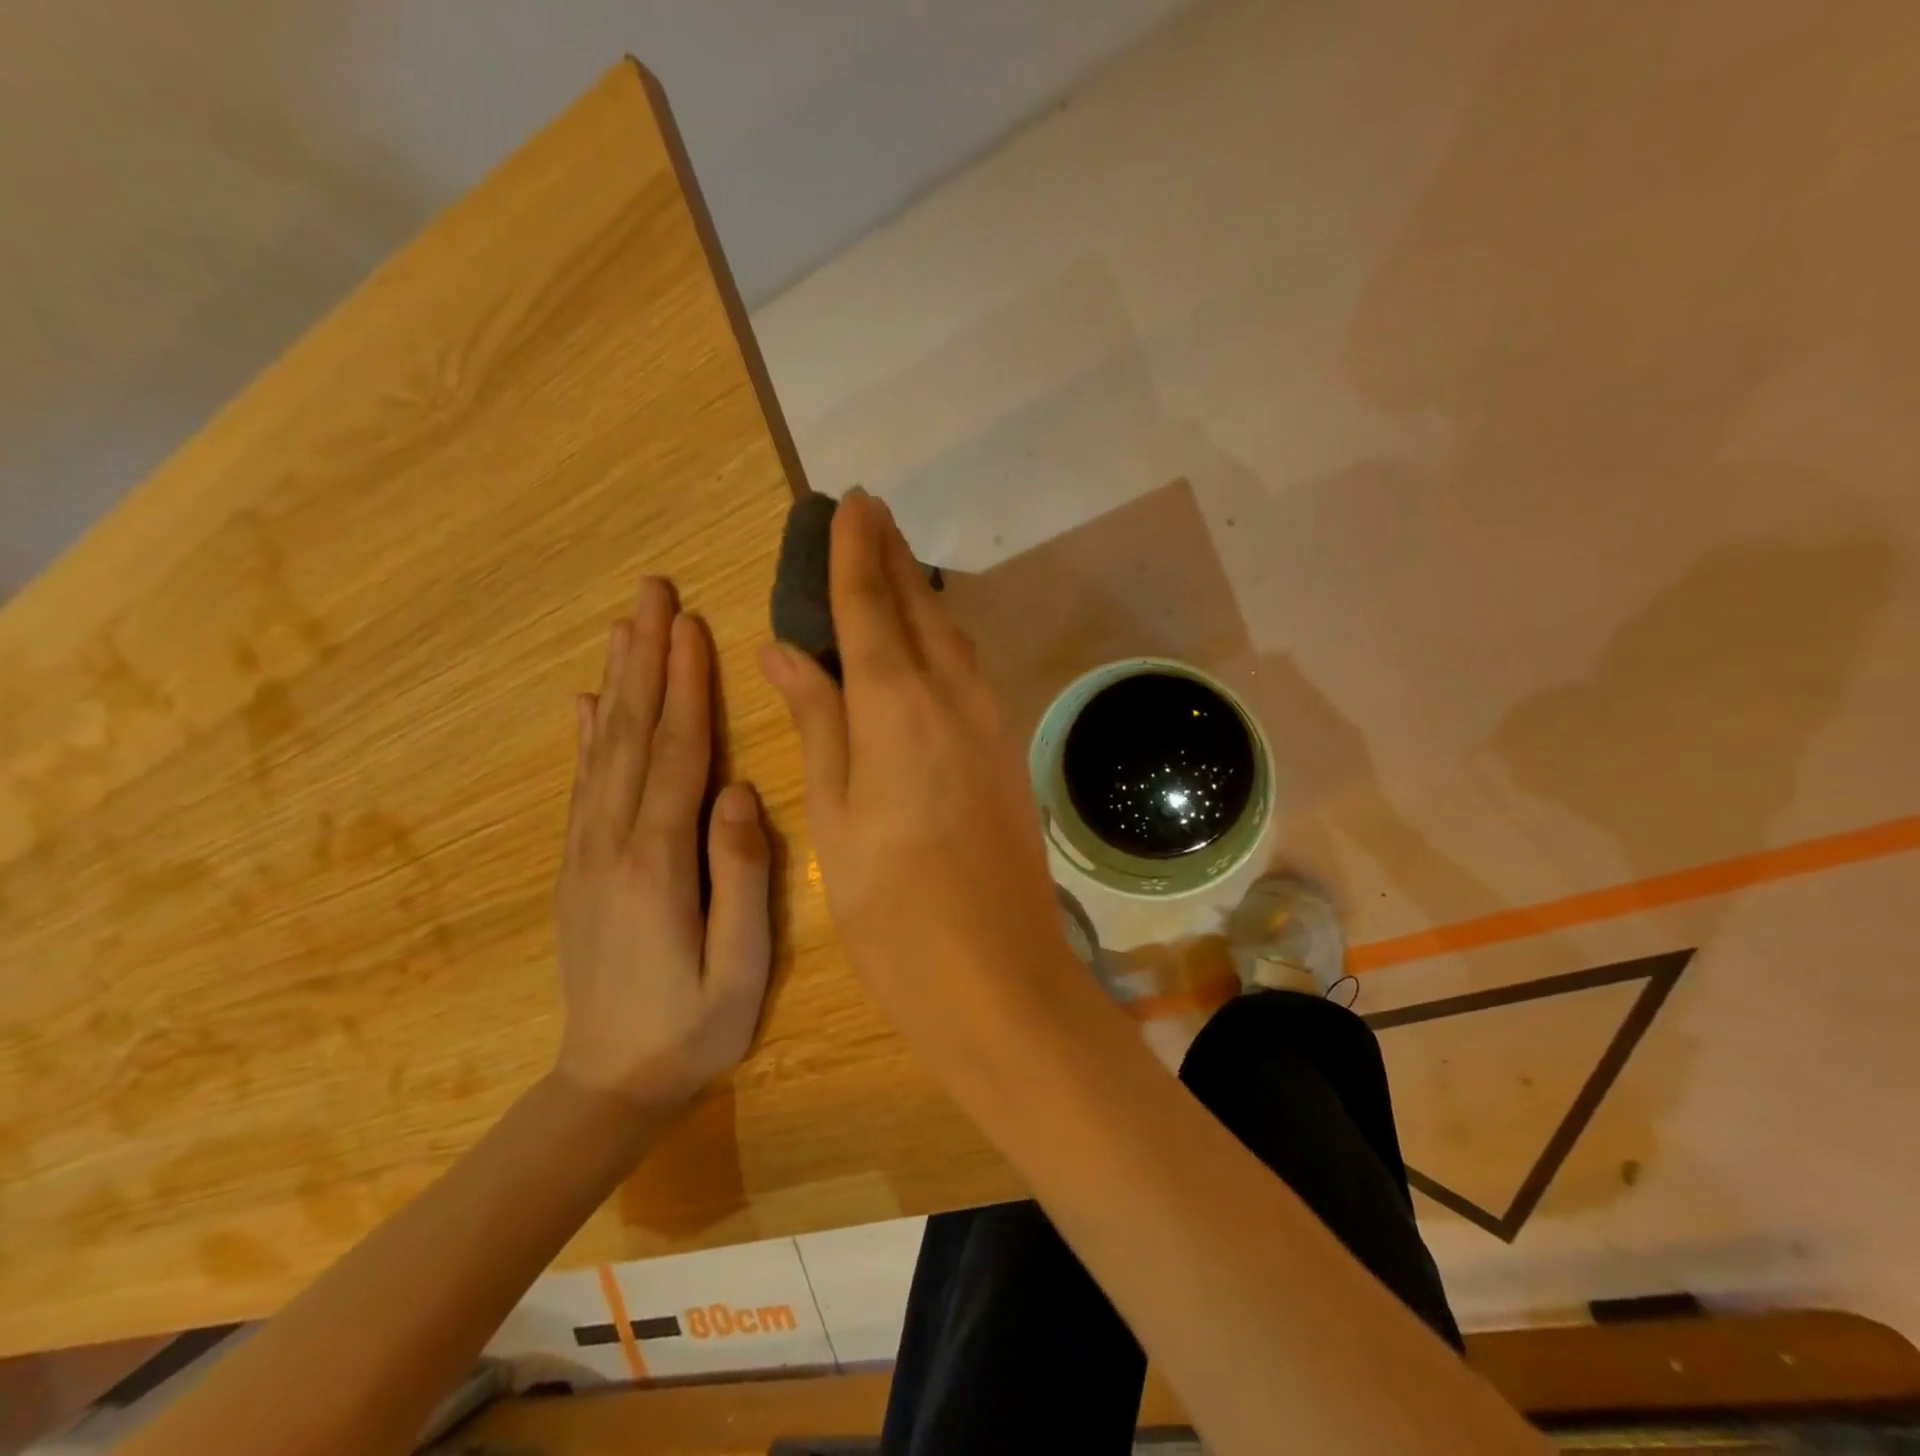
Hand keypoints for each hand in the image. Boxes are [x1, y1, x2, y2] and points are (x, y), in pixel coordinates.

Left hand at [555, 577, 771, 1108]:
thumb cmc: (694, 1027)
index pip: (679, 753)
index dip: (687, 686)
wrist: (609, 1083)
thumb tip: (739, 791)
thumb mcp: (741, 968)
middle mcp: (614, 842)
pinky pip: (583, 784)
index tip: (692, 626)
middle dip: (647, 658)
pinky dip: (588, 735)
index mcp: (660, 861)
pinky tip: (589, 701)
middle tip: (653, 593)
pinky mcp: (579, 865)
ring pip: (605, 748)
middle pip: (634, 733)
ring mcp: (588, 852)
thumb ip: (742, 877)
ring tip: (627, 625)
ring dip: (619, 681)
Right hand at [759, 490, 1080, 1045]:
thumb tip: (787, 650)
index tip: (847, 502)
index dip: (854, 551)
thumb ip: (817, 721)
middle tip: (867, 513)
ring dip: (920, 593)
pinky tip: (927, 640)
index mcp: (898, 705)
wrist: (998, 975)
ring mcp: (991, 721)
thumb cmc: (893, 908)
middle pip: (919, 606)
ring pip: (951, 634)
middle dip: (890, 555)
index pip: (871, 604)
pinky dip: (943, 638)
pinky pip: (971, 670)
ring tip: (891, 564)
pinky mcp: (1008, 749)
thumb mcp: (835, 816)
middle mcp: (953, 695)